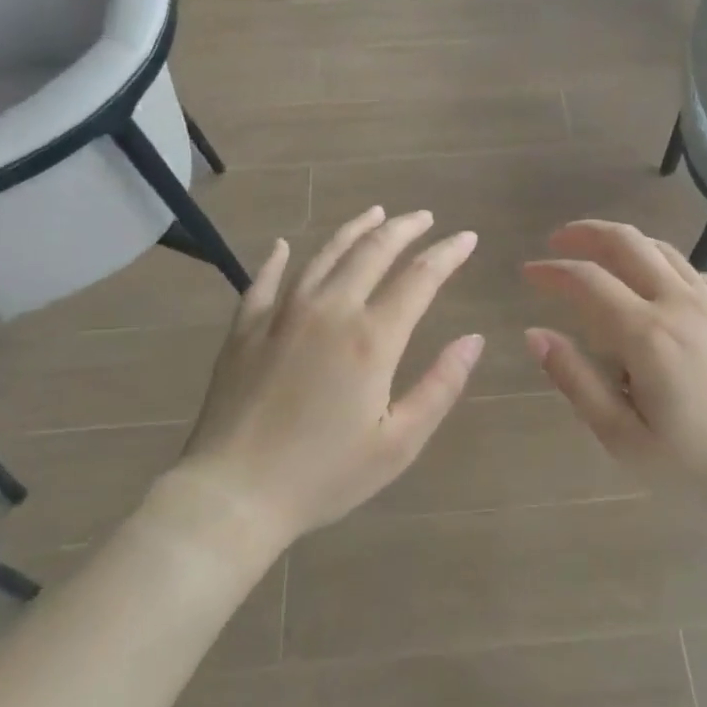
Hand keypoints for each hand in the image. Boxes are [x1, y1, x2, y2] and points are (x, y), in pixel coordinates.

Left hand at [174, 208, 482, 547]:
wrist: (232, 493)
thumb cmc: (324, 475)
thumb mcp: (398, 443)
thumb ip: (440, 385)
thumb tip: (474, 339)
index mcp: (371, 338)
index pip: (420, 278)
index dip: (447, 253)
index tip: (466, 237)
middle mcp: (329, 310)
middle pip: (373, 252)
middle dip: (405, 229)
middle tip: (425, 218)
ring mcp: (282, 314)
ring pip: (324, 254)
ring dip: (355, 230)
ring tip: (376, 213)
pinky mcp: (246, 327)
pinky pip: (265, 280)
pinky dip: (279, 258)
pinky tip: (285, 245)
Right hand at [523, 221, 706, 524]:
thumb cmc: (698, 468)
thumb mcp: (624, 438)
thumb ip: (576, 380)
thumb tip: (535, 335)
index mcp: (647, 335)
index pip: (587, 281)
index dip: (552, 272)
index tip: (527, 273)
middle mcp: (679, 305)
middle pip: (627, 243)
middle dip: (586, 234)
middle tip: (557, 241)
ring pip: (661, 249)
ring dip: (622, 241)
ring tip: (596, 252)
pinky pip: (691, 269)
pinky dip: (659, 261)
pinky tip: (651, 281)